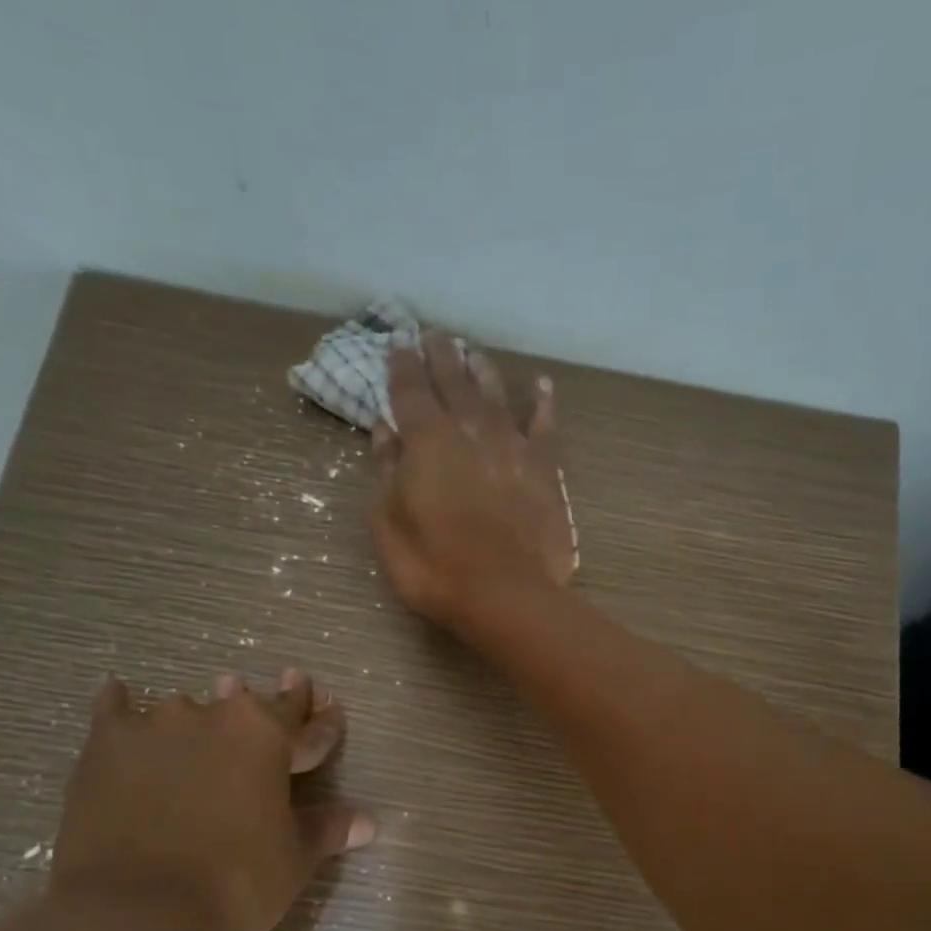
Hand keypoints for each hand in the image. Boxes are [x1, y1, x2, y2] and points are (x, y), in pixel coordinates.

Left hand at [42, 670, 372, 930]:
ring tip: (207, 708)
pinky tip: (121, 695)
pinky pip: (115, 710)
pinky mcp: (105, 747)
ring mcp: (156, 727)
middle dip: (271, 701)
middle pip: (251, 704)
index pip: (310, 727)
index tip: (330, 705)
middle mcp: (216, 717)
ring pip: (188, 707)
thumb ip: (327, 829)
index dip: (325, 721)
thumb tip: (368, 821)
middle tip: (288, 684)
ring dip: (204, 711)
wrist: (135, 916)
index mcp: (270, 738)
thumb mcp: (293, 859)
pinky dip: (122, 705)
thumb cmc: (235, 885)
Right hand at [371, 333, 576, 635]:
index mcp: (427, 441)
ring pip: (496, 396)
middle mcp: (471, 431)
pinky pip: (545, 427)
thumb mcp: (388, 524)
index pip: (410, 392)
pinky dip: (542, 404)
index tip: (398, 344)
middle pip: (454, 383)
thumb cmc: (434, 566)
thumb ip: (386, 471)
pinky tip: (542, 387)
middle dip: (441, 357)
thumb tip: (385, 430)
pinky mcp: (545, 471)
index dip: (402, 368)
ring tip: (473, 353)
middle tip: (433, 335)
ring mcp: (512, 448)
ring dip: (483, 372)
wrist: (505, 594)